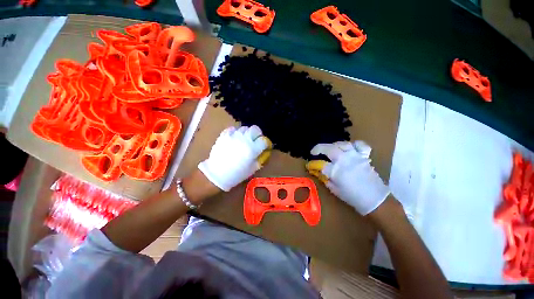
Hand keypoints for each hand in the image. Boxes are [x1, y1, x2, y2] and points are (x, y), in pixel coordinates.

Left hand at [198, 125, 271, 191]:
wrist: (216, 173)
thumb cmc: (236, 174)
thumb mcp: (252, 169)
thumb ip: (260, 158)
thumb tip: (264, 151)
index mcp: (252, 149)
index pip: (264, 140)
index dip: (266, 143)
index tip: (264, 146)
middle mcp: (244, 139)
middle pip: (255, 129)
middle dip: (257, 134)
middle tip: (255, 140)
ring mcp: (233, 136)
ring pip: (244, 128)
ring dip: (247, 133)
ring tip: (244, 140)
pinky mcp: (224, 135)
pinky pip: (233, 129)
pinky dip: (236, 132)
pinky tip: (235, 138)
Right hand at [306, 141, 389, 214]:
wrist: (374, 199)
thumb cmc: (352, 196)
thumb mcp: (334, 189)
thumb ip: (325, 178)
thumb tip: (318, 171)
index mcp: (335, 171)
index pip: (320, 164)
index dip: (312, 164)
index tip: (309, 165)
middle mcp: (344, 160)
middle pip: (329, 148)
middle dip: (318, 148)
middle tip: (314, 152)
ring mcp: (355, 157)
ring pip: (342, 144)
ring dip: (333, 145)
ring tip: (330, 149)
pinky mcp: (364, 157)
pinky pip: (360, 145)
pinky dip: (355, 145)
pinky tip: (350, 148)